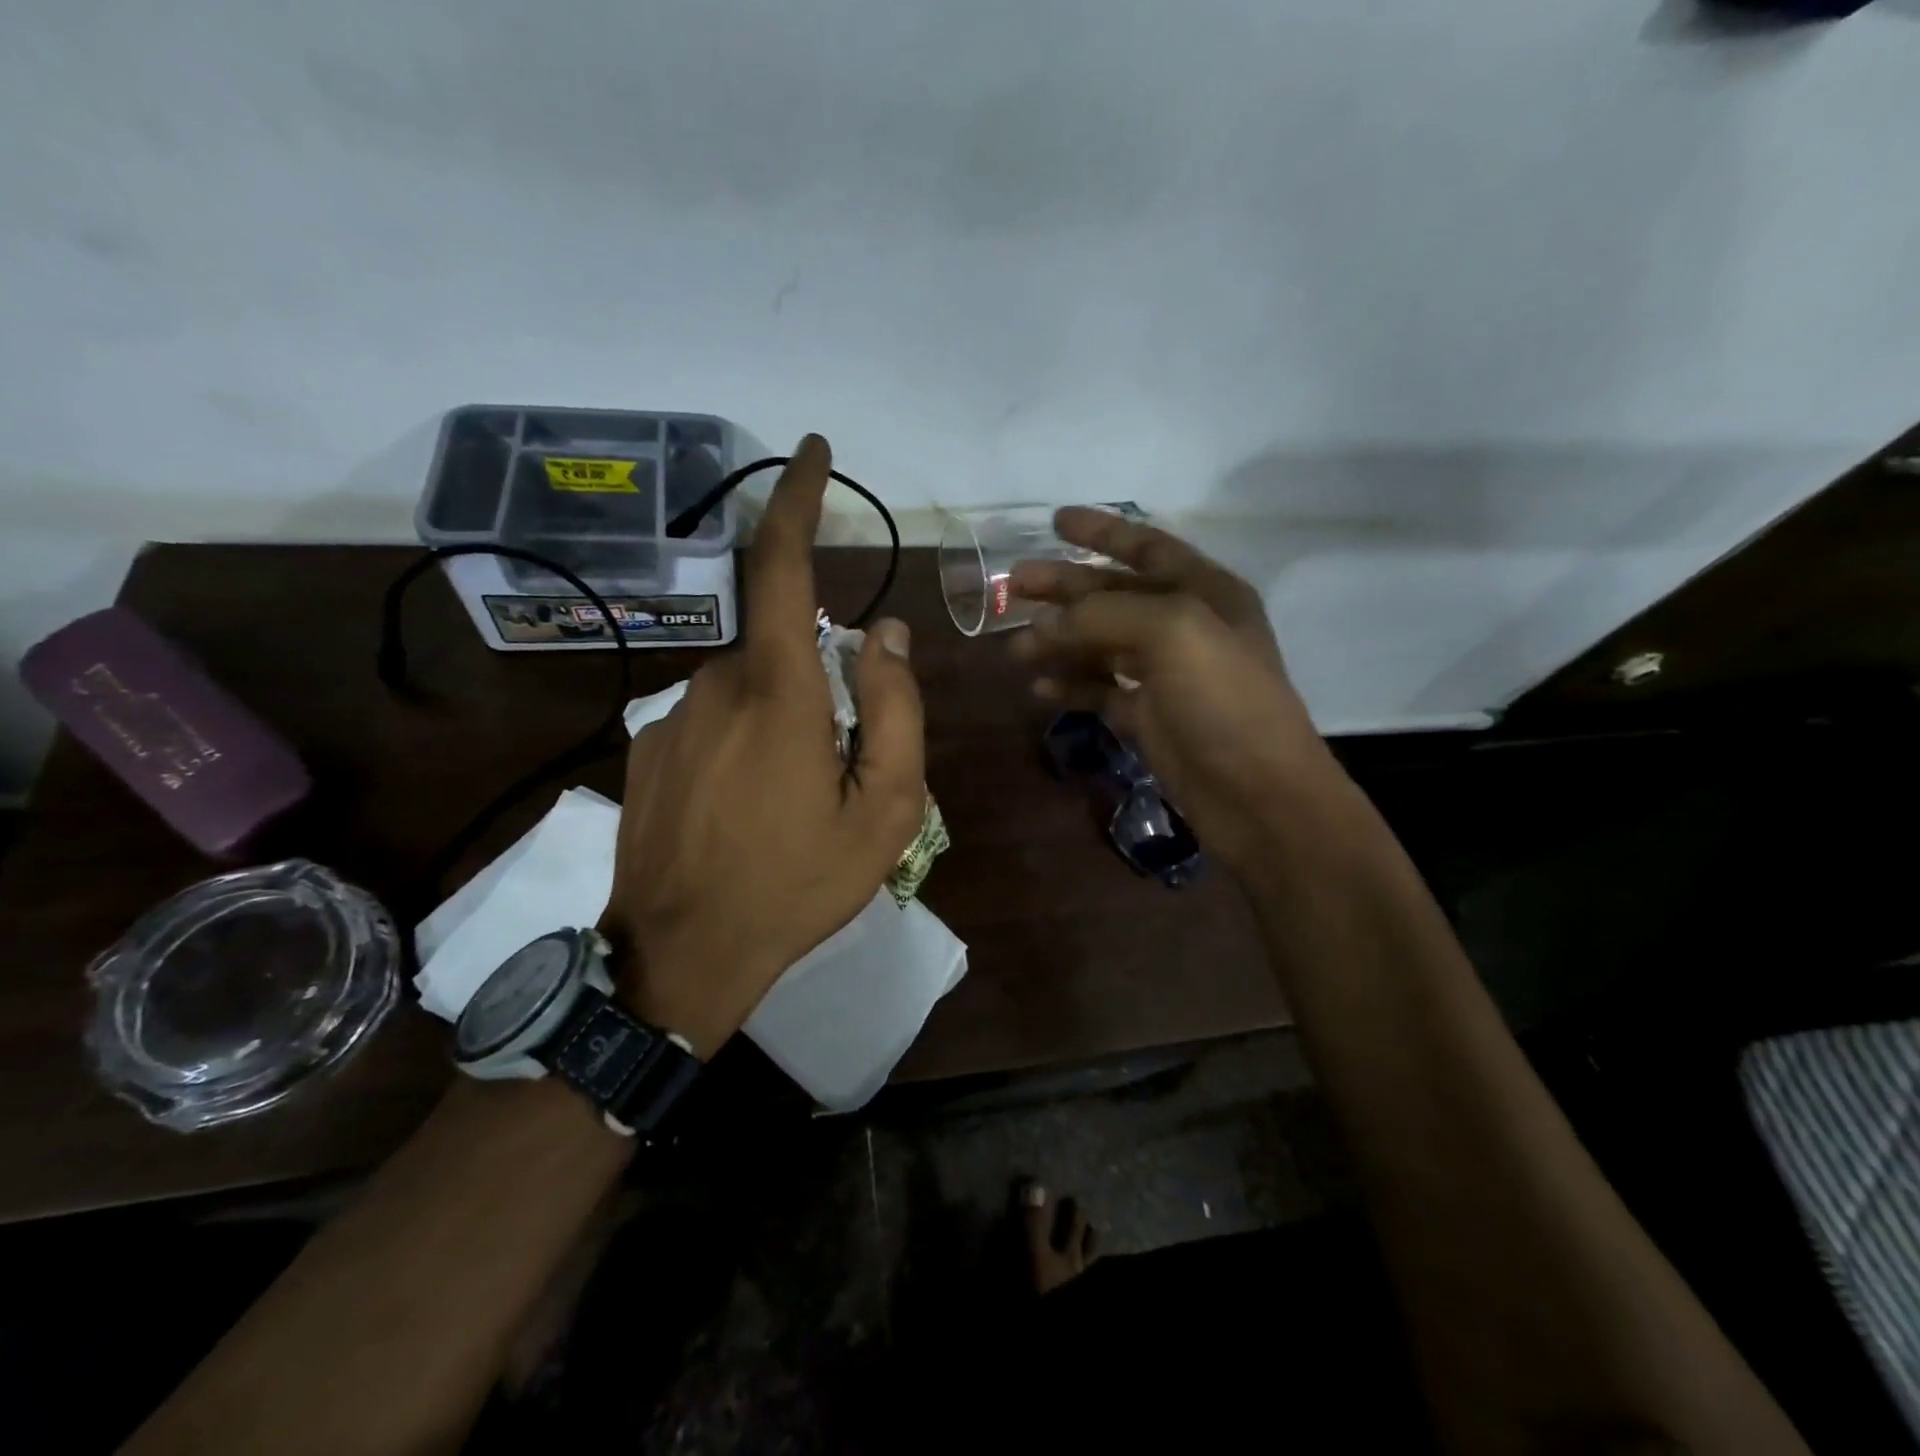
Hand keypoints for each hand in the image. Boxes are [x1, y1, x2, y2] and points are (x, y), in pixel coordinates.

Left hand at [599, 435, 925, 1057]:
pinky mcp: (649, 748)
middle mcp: (717, 683)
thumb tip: (889, 632)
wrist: (680, 955)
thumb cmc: (797, 883)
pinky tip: (749, 815)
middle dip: (823, 687)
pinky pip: (716, 719)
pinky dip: (748, 745)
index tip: (811, 451)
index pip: (779, 564)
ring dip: (787, 724)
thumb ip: (896, 709)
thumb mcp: (885, 809)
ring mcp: (671, 716)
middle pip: (784, 647)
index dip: (796, 498)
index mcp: (780, 690)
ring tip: (794, 808)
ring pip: (752, 688)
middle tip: (839, 774)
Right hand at [1009, 508, 1336, 875]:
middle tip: (1013, 585)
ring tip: (1015, 648)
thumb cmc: (1223, 700)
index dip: (1101, 531)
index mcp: (1203, 591)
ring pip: (1099, 644)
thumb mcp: (1172, 632)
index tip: (1055, 522)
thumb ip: (1104, 613)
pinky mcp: (1146, 717)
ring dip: (1058, 642)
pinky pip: (1098, 690)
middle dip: (1063, 588)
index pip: (1146, 547)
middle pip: (1112, 595)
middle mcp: (1183, 626)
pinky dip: (1069, 685)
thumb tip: (1046, 622)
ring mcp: (1163, 674)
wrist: (1256, 793)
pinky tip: (1039, 687)